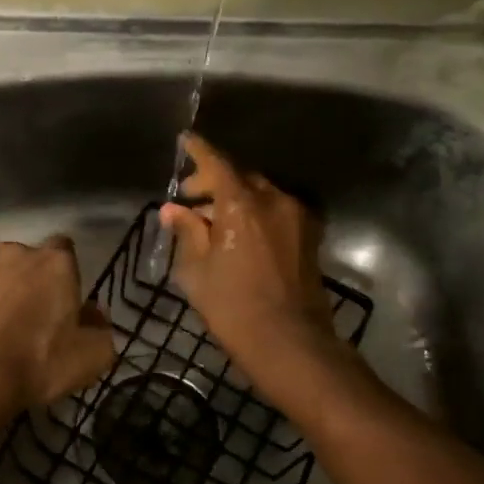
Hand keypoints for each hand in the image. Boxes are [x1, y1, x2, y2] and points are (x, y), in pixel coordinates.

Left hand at [0, 237, 115, 465]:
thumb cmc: (36, 364)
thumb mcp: (91, 358)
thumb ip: (101, 331)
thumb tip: (94, 316)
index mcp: (54, 263)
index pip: (66, 249)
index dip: (67, 274)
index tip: (66, 301)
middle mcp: (12, 255)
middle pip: (26, 260)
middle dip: (30, 281)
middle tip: (33, 319)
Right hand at [159, 135, 350, 379]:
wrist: (290, 343)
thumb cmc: (233, 307)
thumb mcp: (197, 270)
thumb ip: (187, 232)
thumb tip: (174, 210)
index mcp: (242, 204)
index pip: (217, 163)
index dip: (198, 151)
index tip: (184, 140)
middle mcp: (274, 201)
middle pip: (241, 176)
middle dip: (213, 180)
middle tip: (189, 198)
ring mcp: (297, 218)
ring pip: (260, 193)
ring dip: (235, 197)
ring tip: (211, 220)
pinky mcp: (308, 236)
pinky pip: (276, 210)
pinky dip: (254, 211)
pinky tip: (238, 233)